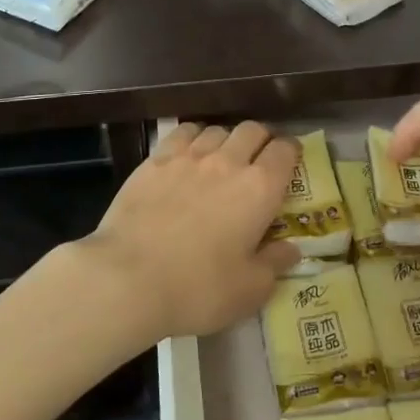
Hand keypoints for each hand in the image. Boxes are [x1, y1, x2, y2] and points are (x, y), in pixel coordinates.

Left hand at [74, 121, 300, 342]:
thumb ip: (275, 264)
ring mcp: (189, 156)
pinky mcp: (156, 159)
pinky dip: (194, 137)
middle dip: (261, 140)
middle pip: (253, 130)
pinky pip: (183, 132)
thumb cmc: (198, 288)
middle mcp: (228, 161)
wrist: (128, 278)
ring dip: (227, 139)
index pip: (285, 150)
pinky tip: (189, 153)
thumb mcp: (249, 290)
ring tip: (222, 159)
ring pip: (218, 129)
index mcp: (259, 188)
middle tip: (258, 161)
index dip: (291, 152)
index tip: (290, 162)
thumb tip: (290, 249)